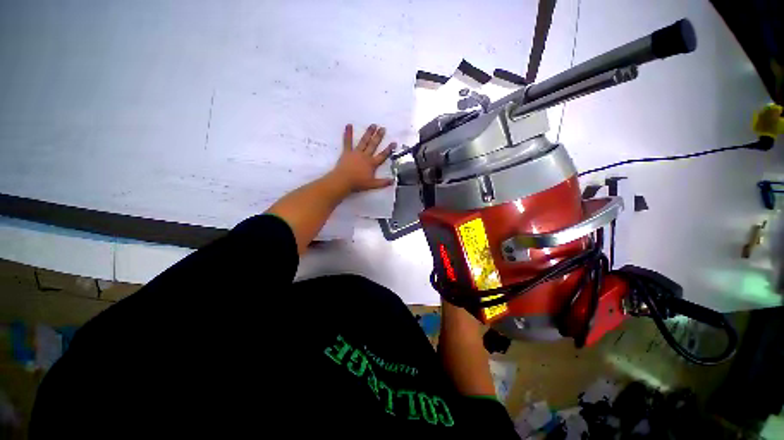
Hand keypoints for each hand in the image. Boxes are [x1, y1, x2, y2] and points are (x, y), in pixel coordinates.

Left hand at [330, 124, 395, 192]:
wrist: (343, 181)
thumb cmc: (358, 183)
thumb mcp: (372, 185)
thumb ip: (383, 183)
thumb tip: (393, 181)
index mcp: (372, 163)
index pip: (382, 155)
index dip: (389, 149)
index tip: (394, 142)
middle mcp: (365, 156)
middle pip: (373, 145)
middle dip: (379, 137)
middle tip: (383, 128)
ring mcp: (356, 153)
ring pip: (364, 141)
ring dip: (368, 133)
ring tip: (373, 125)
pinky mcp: (347, 152)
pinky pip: (347, 141)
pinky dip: (348, 133)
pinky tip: (348, 125)